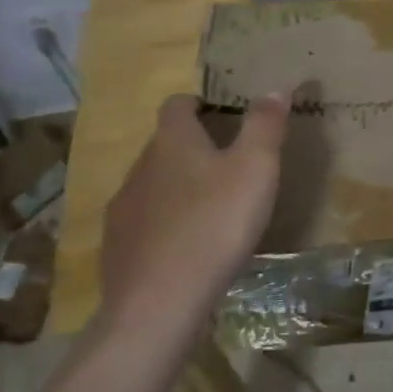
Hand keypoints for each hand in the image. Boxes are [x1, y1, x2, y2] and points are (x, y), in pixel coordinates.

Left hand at [99, 92, 288, 335]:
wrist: (159, 303)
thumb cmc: (215, 224)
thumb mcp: (256, 169)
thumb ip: (266, 125)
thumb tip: (275, 88)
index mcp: (173, 141)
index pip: (177, 105)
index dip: (199, 104)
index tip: (222, 116)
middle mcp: (140, 167)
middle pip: (165, 145)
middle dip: (193, 149)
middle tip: (230, 165)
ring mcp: (123, 209)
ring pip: (153, 185)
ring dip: (179, 188)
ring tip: (212, 209)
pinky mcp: (117, 248)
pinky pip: (144, 224)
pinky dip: (165, 225)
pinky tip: (188, 248)